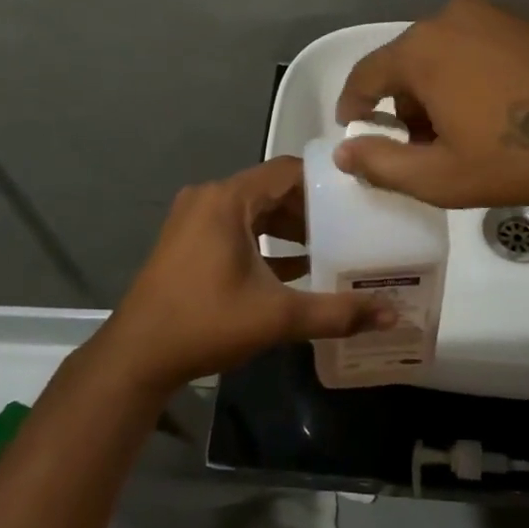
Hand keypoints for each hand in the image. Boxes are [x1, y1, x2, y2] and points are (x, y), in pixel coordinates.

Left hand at [99, 156, 393, 393]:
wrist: (137, 357)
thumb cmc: (206, 323)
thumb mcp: (277, 317)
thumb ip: (336, 312)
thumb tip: (391, 313)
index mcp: (228, 199)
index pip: (287, 170)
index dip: (325, 180)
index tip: (359, 195)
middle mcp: (209, 198)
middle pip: (271, 189)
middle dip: (310, 208)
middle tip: (352, 224)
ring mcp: (194, 218)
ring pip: (254, 210)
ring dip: (288, 226)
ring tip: (331, 245)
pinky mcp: (187, 240)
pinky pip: (236, 227)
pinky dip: (264, 240)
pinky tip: (296, 266)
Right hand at [334, 0, 528, 211]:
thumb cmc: (520, 156)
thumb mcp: (442, 177)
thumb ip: (381, 165)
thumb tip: (344, 153)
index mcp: (422, 49)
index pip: (366, 75)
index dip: (353, 106)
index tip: (355, 131)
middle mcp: (452, 17)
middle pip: (408, 64)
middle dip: (405, 107)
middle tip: (424, 149)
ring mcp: (497, 14)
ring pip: (446, 55)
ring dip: (441, 92)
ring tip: (468, 135)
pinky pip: (482, 48)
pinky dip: (475, 77)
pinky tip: (504, 113)